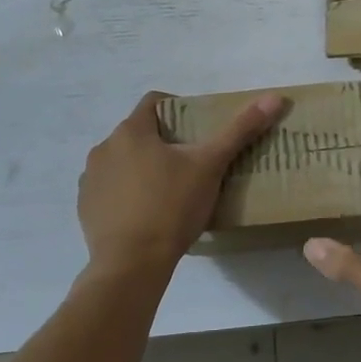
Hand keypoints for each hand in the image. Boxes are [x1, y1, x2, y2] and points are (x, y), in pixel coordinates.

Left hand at [77, 90, 285, 270]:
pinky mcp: (85, 207)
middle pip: (139, 133)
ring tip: (169, 191)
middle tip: (191, 164)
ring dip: (142, 167)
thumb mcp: (211, 166)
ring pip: (122, 161)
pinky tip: (146, 213)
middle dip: (163, 142)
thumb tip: (275, 98)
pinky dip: (126, 193)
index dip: (178, 109)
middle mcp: (104, 148)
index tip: (198, 130)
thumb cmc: (172, 207)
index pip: (154, 102)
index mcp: (132, 131)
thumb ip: (240, 130)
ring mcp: (90, 179)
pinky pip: (109, 189)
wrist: (132, 264)